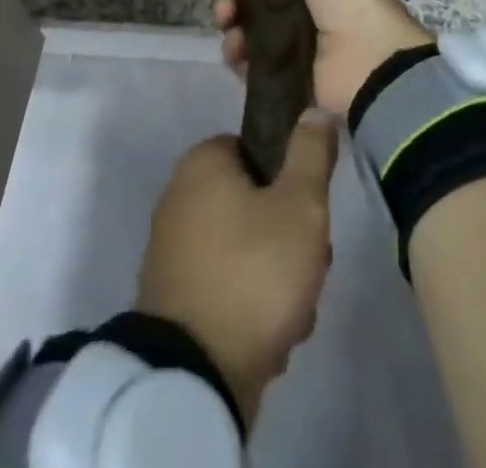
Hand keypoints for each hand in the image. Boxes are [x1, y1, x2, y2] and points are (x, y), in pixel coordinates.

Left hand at [136, 117, 337, 425]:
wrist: (194, 376)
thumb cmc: (254, 271)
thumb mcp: (300, 204)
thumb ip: (311, 153)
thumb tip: (313, 110)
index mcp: (202, 162)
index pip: (259, 150)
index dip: (292, 181)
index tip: (310, 217)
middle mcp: (179, 196)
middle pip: (256, 204)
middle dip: (289, 240)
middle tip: (307, 268)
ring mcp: (173, 249)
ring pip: (247, 250)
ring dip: (277, 280)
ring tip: (293, 314)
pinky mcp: (174, 298)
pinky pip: (227, 287)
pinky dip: (250, 308)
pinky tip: (269, 339)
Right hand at [216, 0, 433, 120]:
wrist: (371, 63)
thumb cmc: (345, 0)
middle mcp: (294, 3)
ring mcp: (285, 40)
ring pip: (240, 23)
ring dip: (227, 18)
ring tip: (230, 23)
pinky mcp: (278, 75)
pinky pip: (244, 60)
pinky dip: (234, 53)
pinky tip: (238, 51)